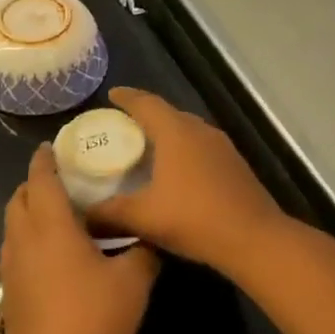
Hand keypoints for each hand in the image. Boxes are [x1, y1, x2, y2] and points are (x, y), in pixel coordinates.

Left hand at [0, 145, 157, 333]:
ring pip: (13, 226)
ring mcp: (12, 270)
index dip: (45, 159)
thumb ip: (143, 250)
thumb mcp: (134, 282)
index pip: (41, 179)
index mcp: (51, 227)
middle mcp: (24, 241)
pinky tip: (57, 254)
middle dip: (36, 183)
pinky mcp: (10, 295)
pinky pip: (15, 250)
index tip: (53, 146)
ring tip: (61, 213)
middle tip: (65, 180)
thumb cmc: (96, 324)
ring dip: (30, 211)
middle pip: (20, 199)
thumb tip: (149, 235)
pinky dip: (29, 238)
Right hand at [88, 88, 288, 275]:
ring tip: (146, 147)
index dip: (127, 97)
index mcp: (176, 132)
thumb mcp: (143, 218)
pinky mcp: (234, 163)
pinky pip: (201, 146)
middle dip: (145, 115)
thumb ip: (108, 213)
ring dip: (167, 132)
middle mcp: (200, 130)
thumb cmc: (194, 219)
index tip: (111, 95)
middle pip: (168, 113)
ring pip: (187, 129)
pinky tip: (175, 170)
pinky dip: (183, 149)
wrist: (254, 238)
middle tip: (123, 125)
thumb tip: (81, 214)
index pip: (146, 103)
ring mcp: (221, 146)